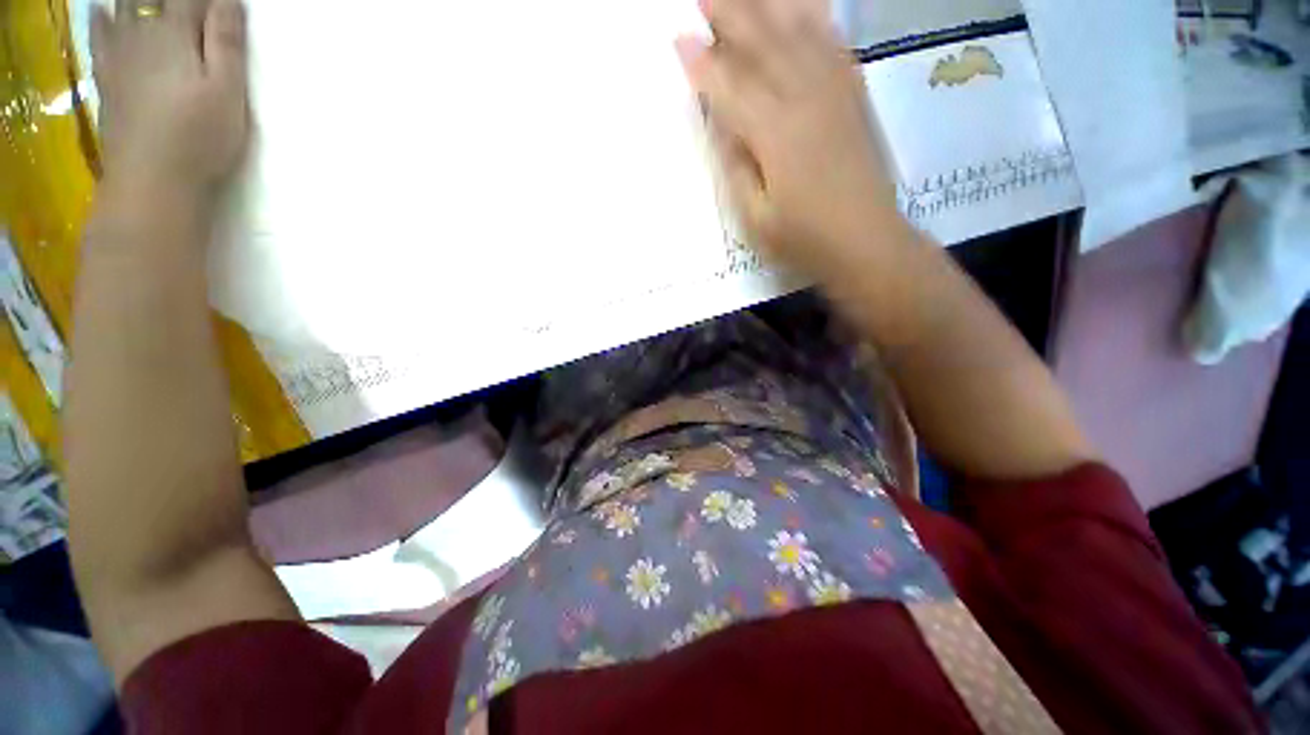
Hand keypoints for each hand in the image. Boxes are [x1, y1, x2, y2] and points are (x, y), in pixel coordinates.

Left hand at [91, 0, 248, 197]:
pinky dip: (101, 16)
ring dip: (135, 0)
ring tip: (148, 5)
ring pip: (124, 5)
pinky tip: (102, 10)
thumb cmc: (201, 137)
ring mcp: (119, 53)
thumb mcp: (229, 91)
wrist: (152, 180)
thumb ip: (227, 42)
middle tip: (186, 6)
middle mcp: (144, 32)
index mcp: (178, 33)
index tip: (221, 3)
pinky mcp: (106, 75)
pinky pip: (98, 33)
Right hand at [677, 0, 899, 278]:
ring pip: (797, 34)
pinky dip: (816, 19)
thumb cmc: (803, 239)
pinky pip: (834, 44)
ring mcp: (834, 93)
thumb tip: (721, 122)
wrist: (866, 242)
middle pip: (762, 45)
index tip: (679, 38)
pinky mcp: (854, 96)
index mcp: (774, 134)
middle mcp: (804, 100)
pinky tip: (803, 5)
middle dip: (729, 15)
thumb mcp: (755, 217)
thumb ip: (736, 167)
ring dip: (767, 6)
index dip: (702, 63)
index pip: (730, 87)